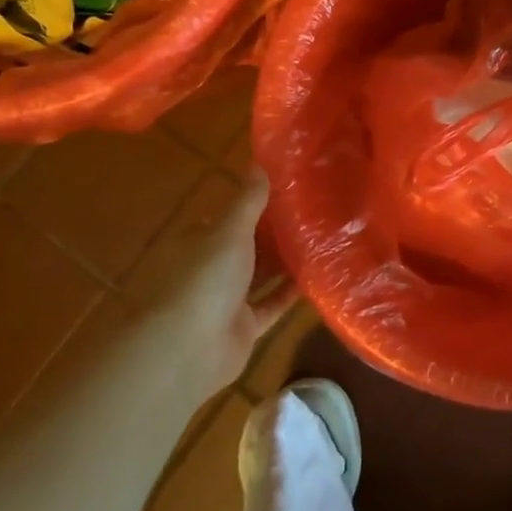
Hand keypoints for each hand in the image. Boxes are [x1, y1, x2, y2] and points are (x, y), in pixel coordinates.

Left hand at [123, 167, 300, 395]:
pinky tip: (319, 277)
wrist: (188, 348)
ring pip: (261, 275)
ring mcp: (227, 300)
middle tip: (316, 215)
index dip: (257, 206)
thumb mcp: (230, 231)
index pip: (230, 218)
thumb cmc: (205, 280)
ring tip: (323, 241)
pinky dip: (291, 294)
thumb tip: (259, 162)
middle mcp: (211, 269)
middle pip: (248, 247)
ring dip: (286, 263)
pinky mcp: (244, 327)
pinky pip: (272, 305)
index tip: (291, 192)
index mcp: (200, 242)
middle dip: (276, 234)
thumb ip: (248, 200)